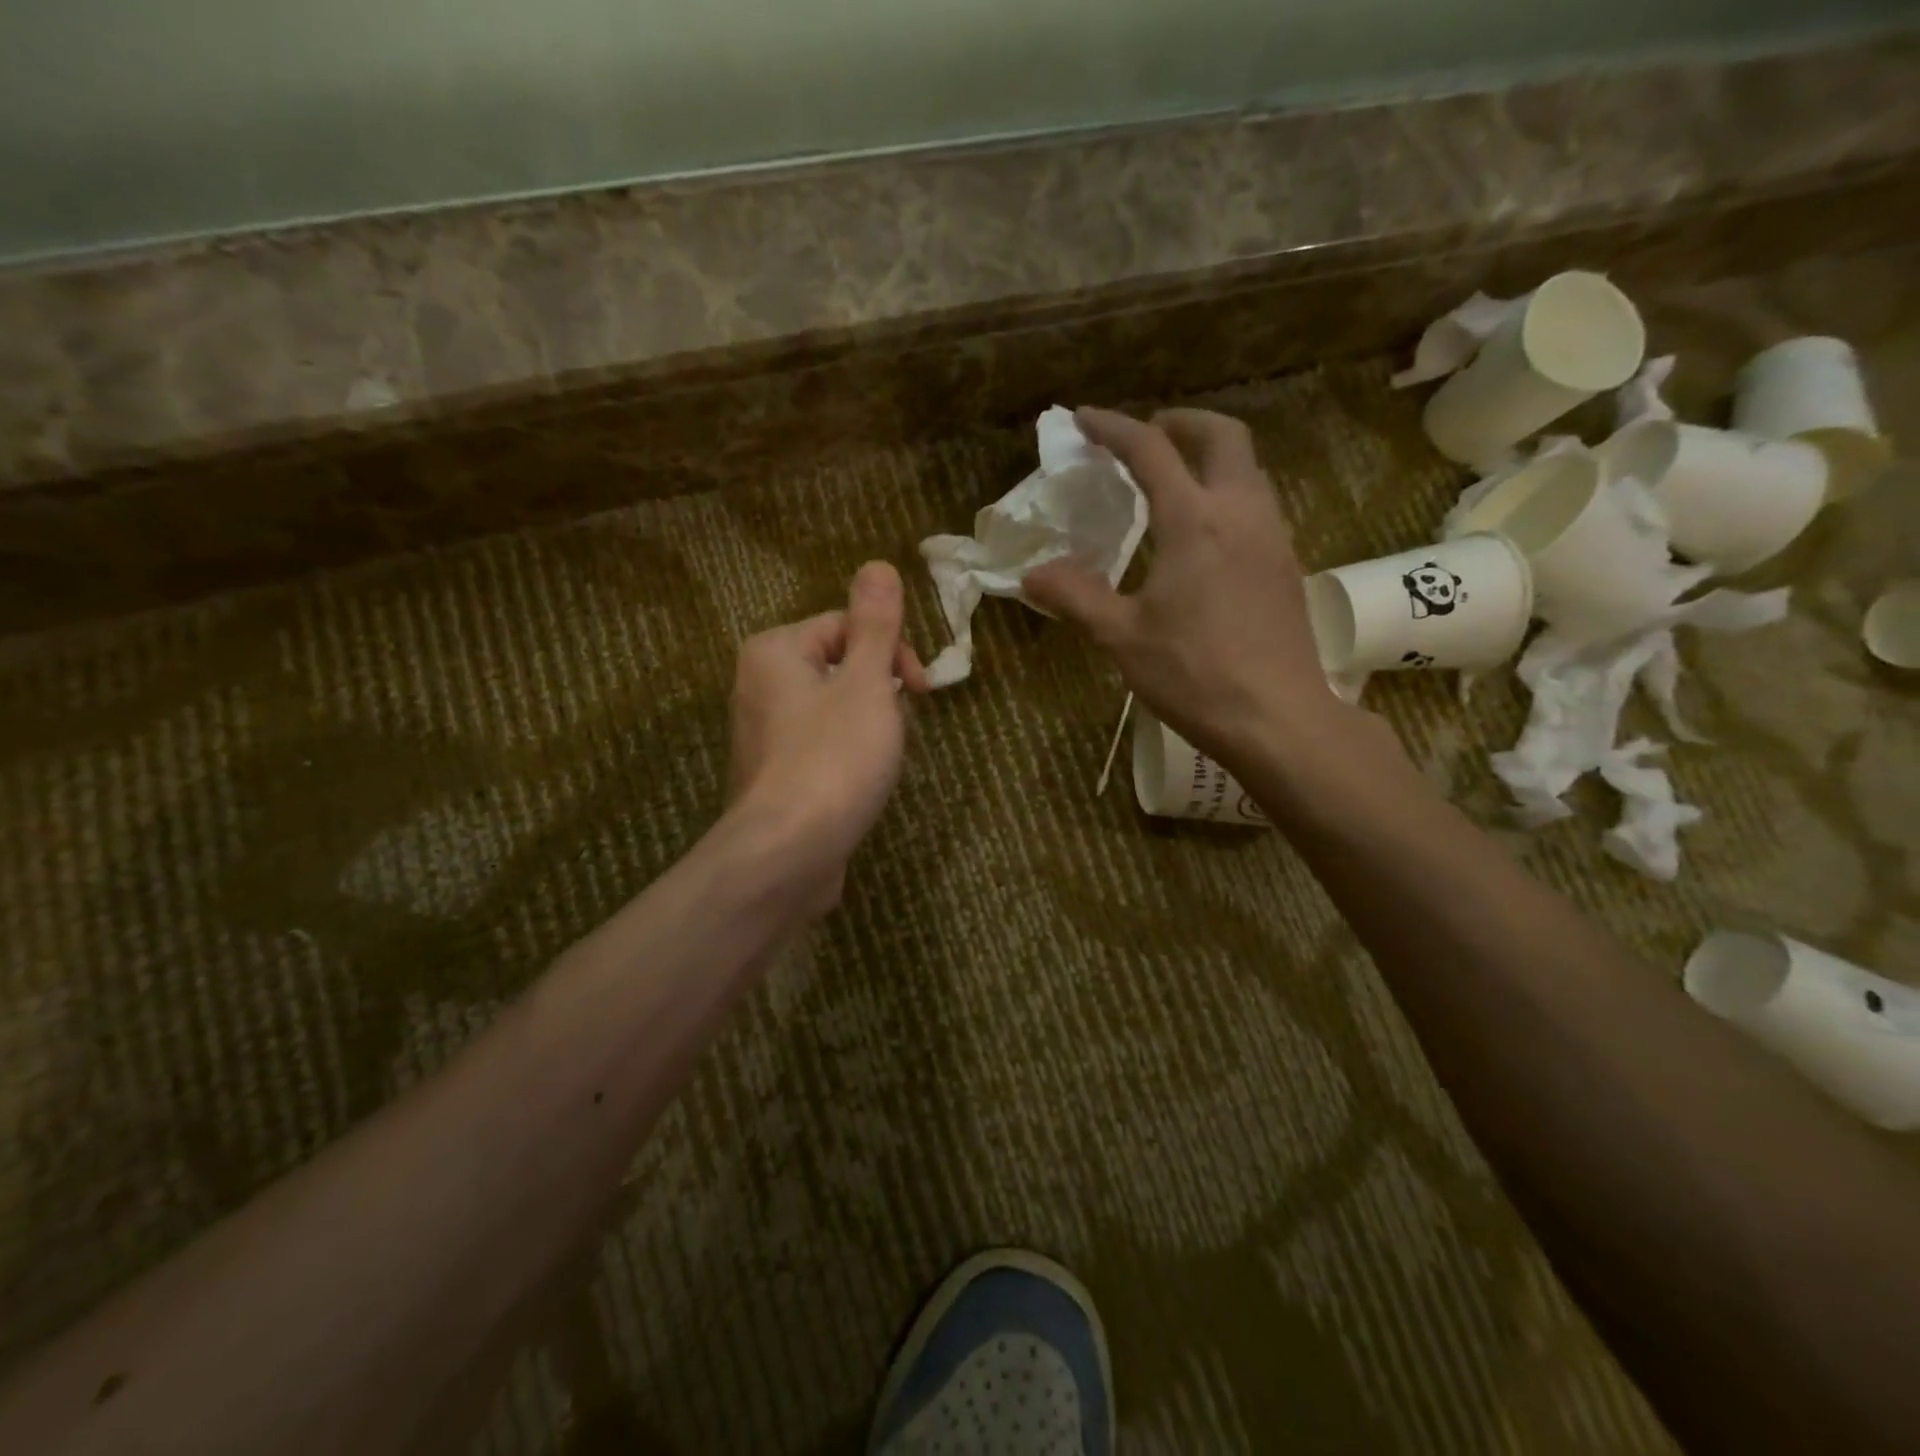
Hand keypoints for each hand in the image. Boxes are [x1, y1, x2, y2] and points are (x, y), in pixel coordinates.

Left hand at [727, 561, 928, 913]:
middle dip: (880, 690)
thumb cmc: (833, 760)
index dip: (892, 651)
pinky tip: (860, 783)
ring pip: (832, 708)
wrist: (787, 855)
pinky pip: (819, 745)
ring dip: (869, 724)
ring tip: (882, 759)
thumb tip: (877, 565)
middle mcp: (758, 684)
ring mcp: (761, 734)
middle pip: (839, 665)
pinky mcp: (772, 775)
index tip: (920, 690)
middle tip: (900, 726)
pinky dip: (846, 755)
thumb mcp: (866, 683)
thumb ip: (875, 625)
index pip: (847, 625)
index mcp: (775, 651)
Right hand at [1025, 406, 1353, 768]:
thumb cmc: (1194, 675)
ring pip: (1247, 469)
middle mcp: (1241, 512)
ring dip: (1210, 457)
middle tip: (1147, 436)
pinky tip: (1205, 533)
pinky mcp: (1286, 564)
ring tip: (1173, 481)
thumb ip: (1076, 597)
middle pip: (1222, 436)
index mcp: (1194, 521)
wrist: (1277, 718)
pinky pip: (1258, 504)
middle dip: (1182, 423)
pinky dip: (1227, 492)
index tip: (1084, 420)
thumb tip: (1032, 576)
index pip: (1151, 451)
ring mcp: (1272, 537)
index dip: (1114, 428)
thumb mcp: (1122, 637)